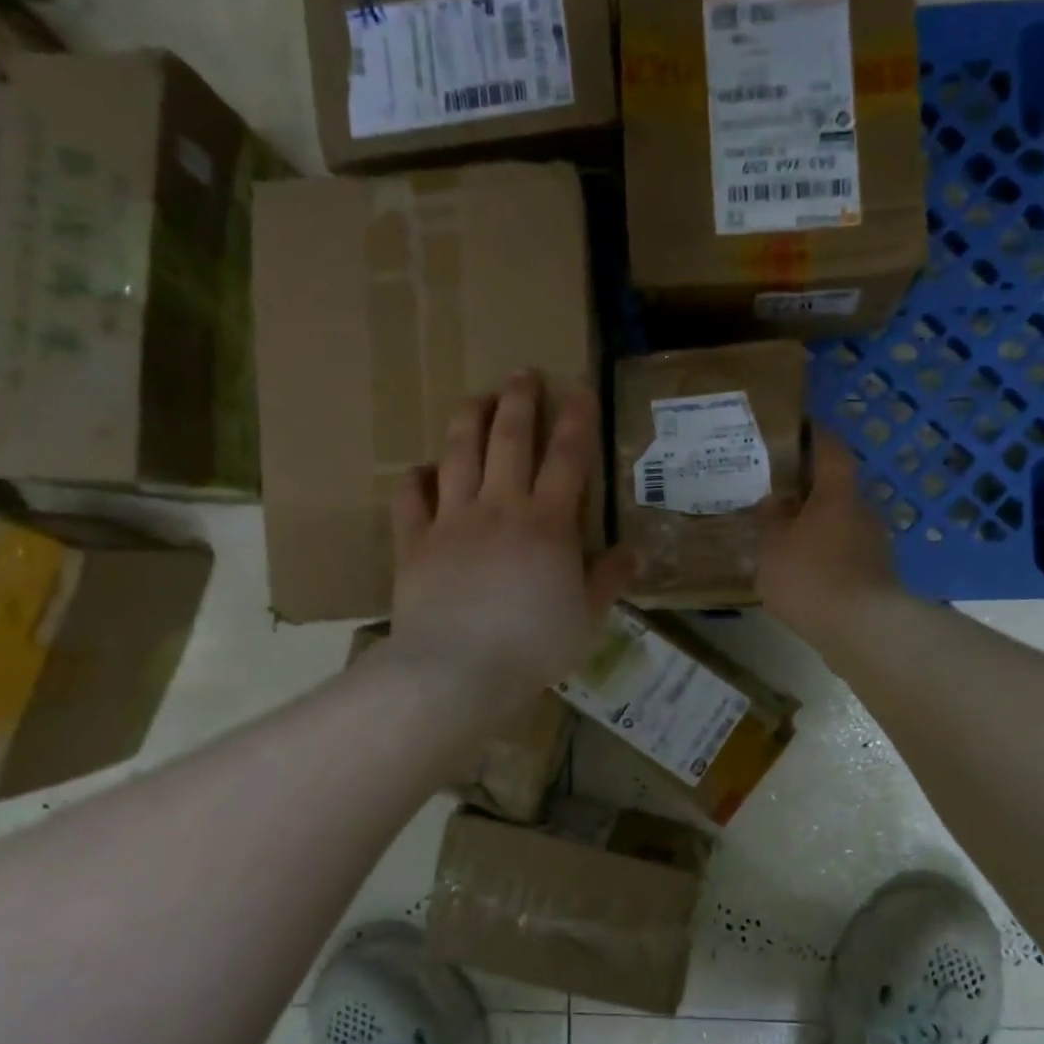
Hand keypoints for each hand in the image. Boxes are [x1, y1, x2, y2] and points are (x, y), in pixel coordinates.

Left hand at [386, 372, 636, 702]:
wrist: (457, 670)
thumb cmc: (533, 646)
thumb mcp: (587, 618)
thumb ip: (608, 580)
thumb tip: (634, 553)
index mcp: (547, 523)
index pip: (567, 458)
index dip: (576, 420)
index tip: (580, 390)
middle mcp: (500, 507)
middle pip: (509, 439)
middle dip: (519, 401)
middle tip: (523, 373)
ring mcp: (452, 521)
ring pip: (458, 454)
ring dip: (468, 420)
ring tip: (475, 397)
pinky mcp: (414, 542)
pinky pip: (410, 498)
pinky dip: (415, 479)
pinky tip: (421, 471)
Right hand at [757, 432, 903, 643]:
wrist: (864, 631)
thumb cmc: (812, 577)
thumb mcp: (773, 546)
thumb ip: (770, 519)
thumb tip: (773, 501)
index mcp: (838, 494)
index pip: (831, 449)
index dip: (815, 435)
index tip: (797, 426)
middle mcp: (862, 511)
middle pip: (836, 486)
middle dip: (808, 486)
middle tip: (775, 487)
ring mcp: (874, 544)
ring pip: (840, 521)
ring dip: (815, 522)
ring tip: (783, 531)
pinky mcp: (875, 574)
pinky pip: (844, 550)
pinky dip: (824, 550)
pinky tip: (802, 567)